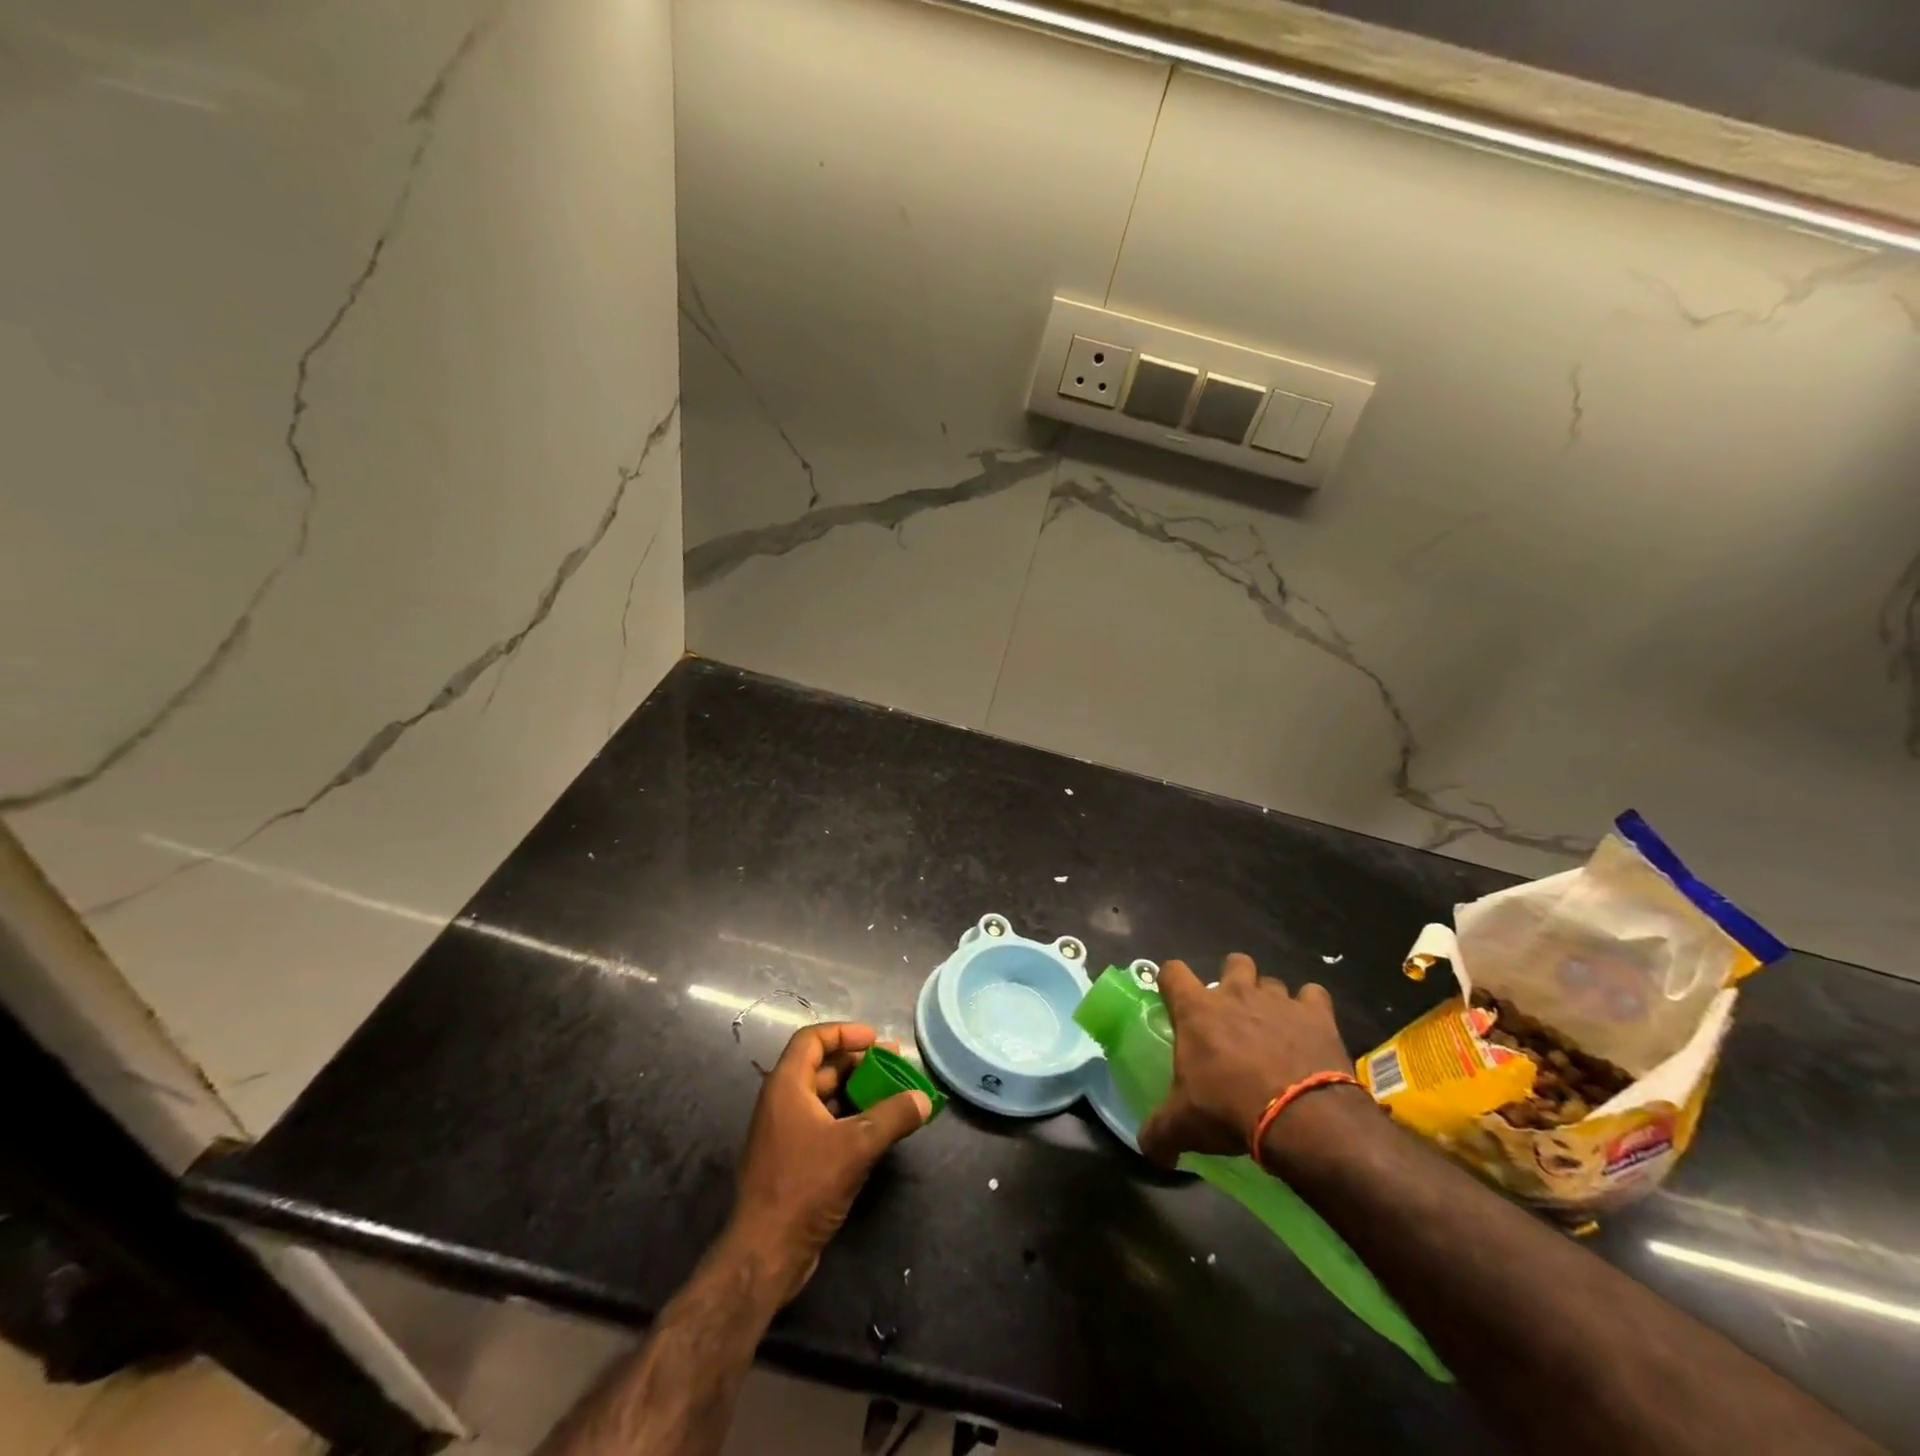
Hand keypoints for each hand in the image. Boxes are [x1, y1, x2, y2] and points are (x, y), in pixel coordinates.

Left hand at [724, 1022, 930, 1303]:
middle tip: (894, 1065)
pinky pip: (822, 1124)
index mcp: (787, 1086)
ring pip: (824, 1097)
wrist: (765, 1253)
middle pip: (821, 1066)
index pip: (812, 1039)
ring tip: (892, 1095)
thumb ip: (892, 1117)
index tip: (876, 1038)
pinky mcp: (790, 1160)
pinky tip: (875, 1131)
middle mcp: (781, 1102)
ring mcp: (784, 1132)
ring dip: (856, 1092)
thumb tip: (923, 1100)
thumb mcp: (856, 1146)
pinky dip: (849, 1119)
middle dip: (858, 1063)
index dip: (844, 1032)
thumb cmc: (804, 1186)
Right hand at [1138, 954, 1356, 1167]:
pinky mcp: (1316, 1014)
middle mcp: (1236, 993)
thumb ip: (1158, 1133)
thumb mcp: (1183, 1125)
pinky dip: (1311, 1009)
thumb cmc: (1229, 1109)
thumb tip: (1150, 1150)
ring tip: (1273, 1029)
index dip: (1171, 981)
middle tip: (1232, 1015)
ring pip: (1272, 981)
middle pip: (1233, 962)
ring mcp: (1278, 1000)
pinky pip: (1314, 995)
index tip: (1175, 1001)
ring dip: (1270, 999)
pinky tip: (1309, 1030)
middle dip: (1232, 980)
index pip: (1172, 971)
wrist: (1300, 1118)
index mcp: (1196, 1010)